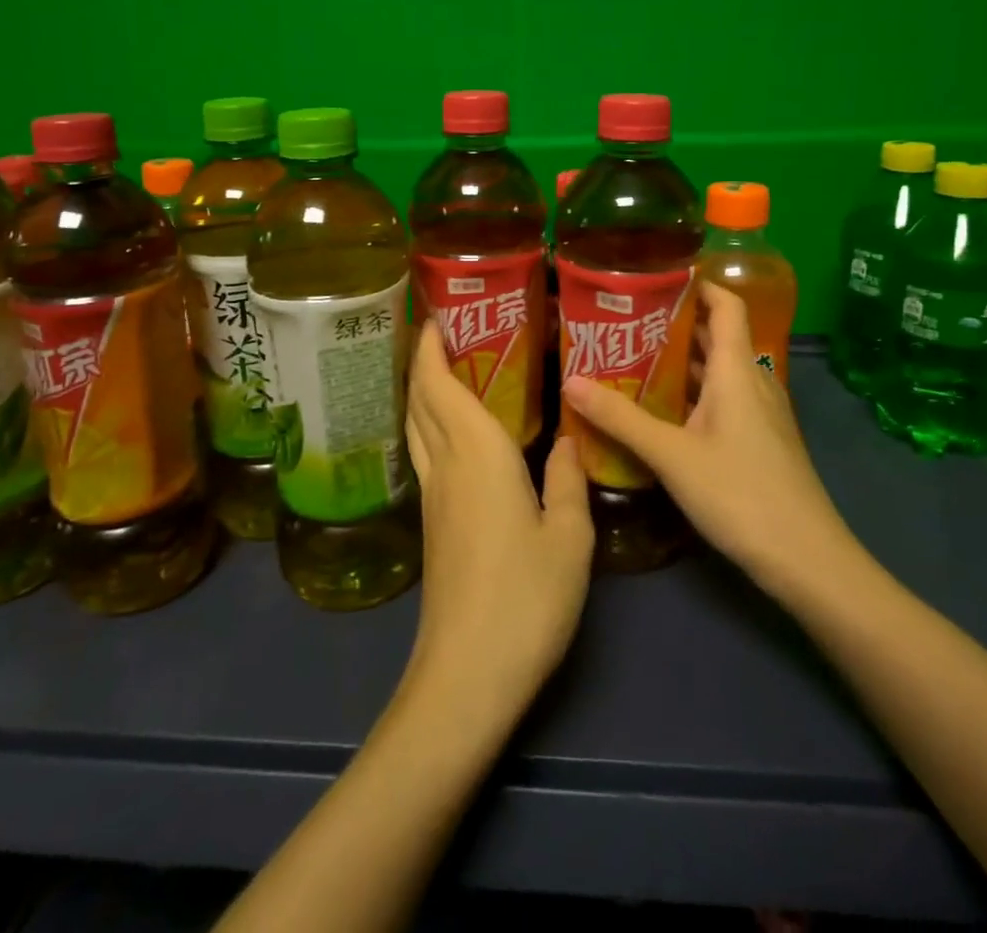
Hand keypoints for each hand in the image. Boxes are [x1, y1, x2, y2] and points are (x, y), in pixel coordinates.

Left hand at [402, 321, 593, 723]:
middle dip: (423, 359)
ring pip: (416, 426)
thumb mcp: (569, 538)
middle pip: (419, 399)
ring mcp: (433, 495)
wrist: (467, 673)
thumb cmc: (525, 598)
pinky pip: (425, 452)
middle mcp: (446, 464)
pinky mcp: (432, 522)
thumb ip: (568, 481)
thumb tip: (569, 440)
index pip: (438, 385)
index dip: (430, 346)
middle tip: (446, 330)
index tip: (436, 314)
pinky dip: (431, 423)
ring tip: (448, 368)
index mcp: (477, 454)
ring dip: (422, 390)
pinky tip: (456, 431)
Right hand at [561, 282, 859, 597]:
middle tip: (623, 320)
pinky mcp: (758, 440)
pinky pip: (721, 399)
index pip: (726, 304)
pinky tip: (658, 410)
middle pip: (716, 335)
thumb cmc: (741, 494)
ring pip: (717, 371)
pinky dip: (691, 393)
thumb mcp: (671, 455)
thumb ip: (620, 418)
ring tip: (630, 358)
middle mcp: (752, 381)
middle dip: (673, 323)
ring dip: (679, 361)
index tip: (655, 275)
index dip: (698, 283)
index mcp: (737, 369)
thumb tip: (569, 381)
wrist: (807, 560)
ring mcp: (759, 413)